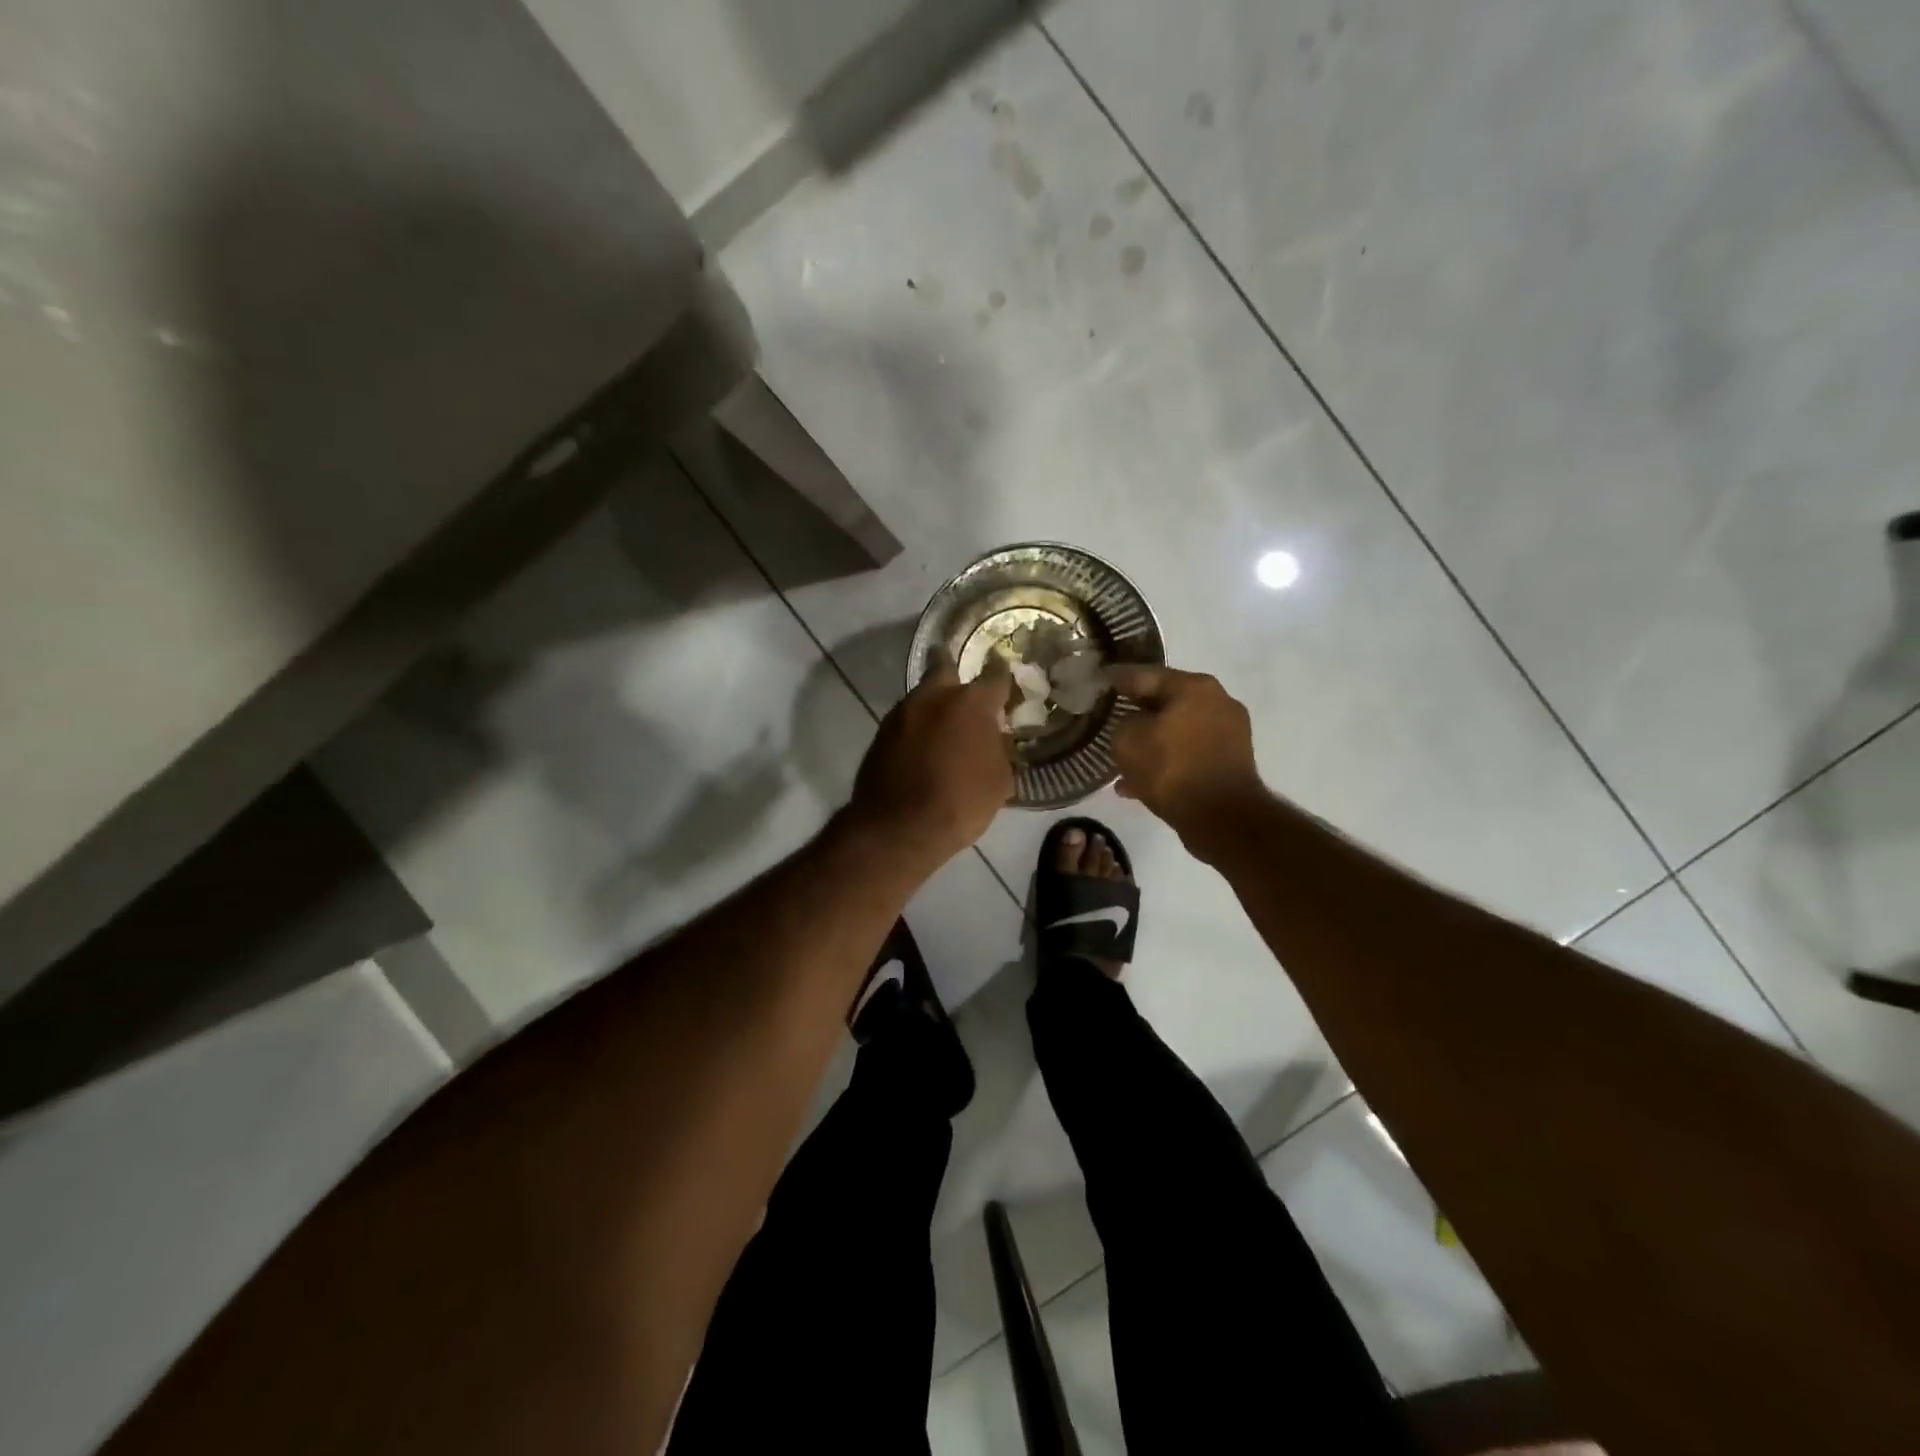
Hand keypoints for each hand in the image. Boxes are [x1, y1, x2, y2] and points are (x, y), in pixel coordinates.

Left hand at [846, 649, 1013, 871]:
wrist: (898, 829)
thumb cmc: (961, 804)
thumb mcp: (999, 781)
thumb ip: (999, 749)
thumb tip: (994, 739)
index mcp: (971, 703)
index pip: (996, 675)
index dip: (1004, 678)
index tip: (1007, 687)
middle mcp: (934, 696)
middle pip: (945, 666)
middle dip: (956, 672)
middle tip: (966, 692)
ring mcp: (902, 712)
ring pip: (922, 695)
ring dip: (934, 705)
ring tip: (944, 727)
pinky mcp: (881, 732)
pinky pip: (906, 720)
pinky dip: (917, 727)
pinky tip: (923, 747)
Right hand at [1106, 666, 1263, 848]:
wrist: (1222, 818)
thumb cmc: (1172, 769)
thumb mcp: (1127, 741)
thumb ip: (1122, 723)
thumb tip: (1131, 726)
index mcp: (1194, 686)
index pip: (1145, 674)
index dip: (1117, 678)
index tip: (1099, 679)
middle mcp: (1217, 701)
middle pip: (1165, 702)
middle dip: (1137, 712)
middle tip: (1110, 717)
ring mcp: (1229, 733)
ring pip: (1177, 731)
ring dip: (1151, 742)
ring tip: (1122, 759)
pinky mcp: (1231, 762)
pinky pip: (1188, 754)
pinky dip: (1166, 763)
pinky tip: (1137, 784)